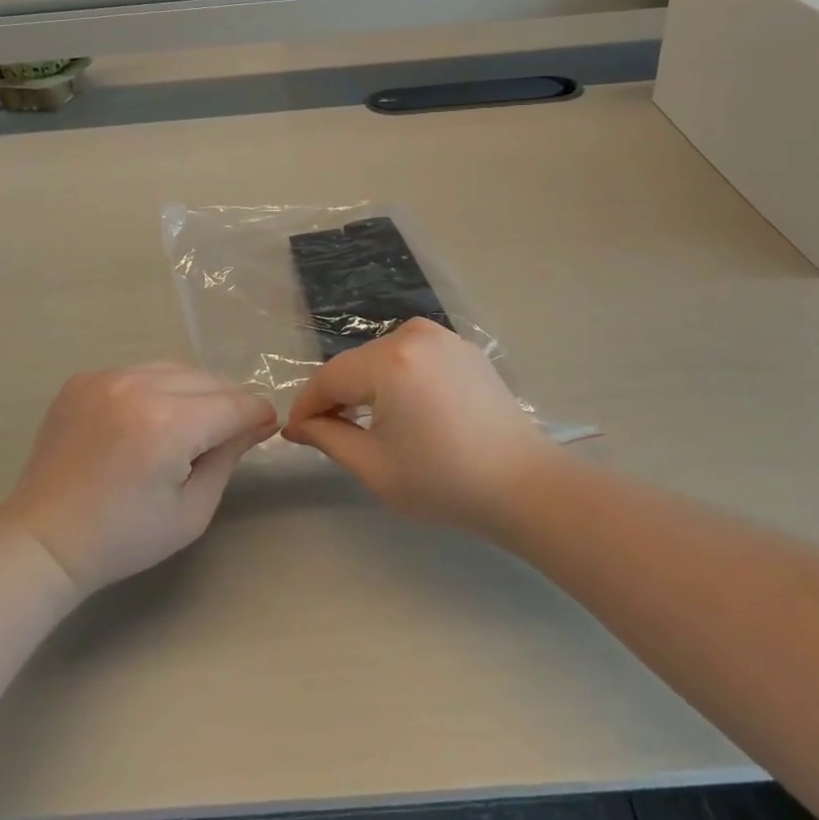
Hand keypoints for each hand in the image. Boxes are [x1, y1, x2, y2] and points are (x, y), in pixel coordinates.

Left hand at [0, 363, 277, 592]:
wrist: (44, 540)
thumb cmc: (124, 537)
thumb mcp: (192, 510)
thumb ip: (229, 456)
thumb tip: (260, 423)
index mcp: (168, 425)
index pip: (234, 404)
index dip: (258, 415)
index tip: (268, 428)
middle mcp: (138, 387)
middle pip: (208, 380)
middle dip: (229, 403)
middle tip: (232, 431)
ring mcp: (107, 378)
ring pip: (175, 369)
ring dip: (195, 391)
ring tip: (193, 422)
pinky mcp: (85, 379)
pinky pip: (139, 371)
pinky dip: (156, 388)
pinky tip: (150, 418)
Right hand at [282, 319, 558, 533]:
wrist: (524, 485)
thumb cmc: (444, 481)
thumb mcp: (374, 466)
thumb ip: (328, 438)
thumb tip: (297, 425)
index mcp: (390, 360)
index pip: (330, 377)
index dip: (307, 405)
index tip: (294, 433)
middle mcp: (414, 335)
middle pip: (356, 364)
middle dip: (337, 396)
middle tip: (326, 434)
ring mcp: (444, 337)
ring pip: (383, 358)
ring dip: (367, 387)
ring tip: (364, 424)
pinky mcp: (464, 348)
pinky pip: (413, 357)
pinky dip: (399, 379)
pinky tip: (405, 411)